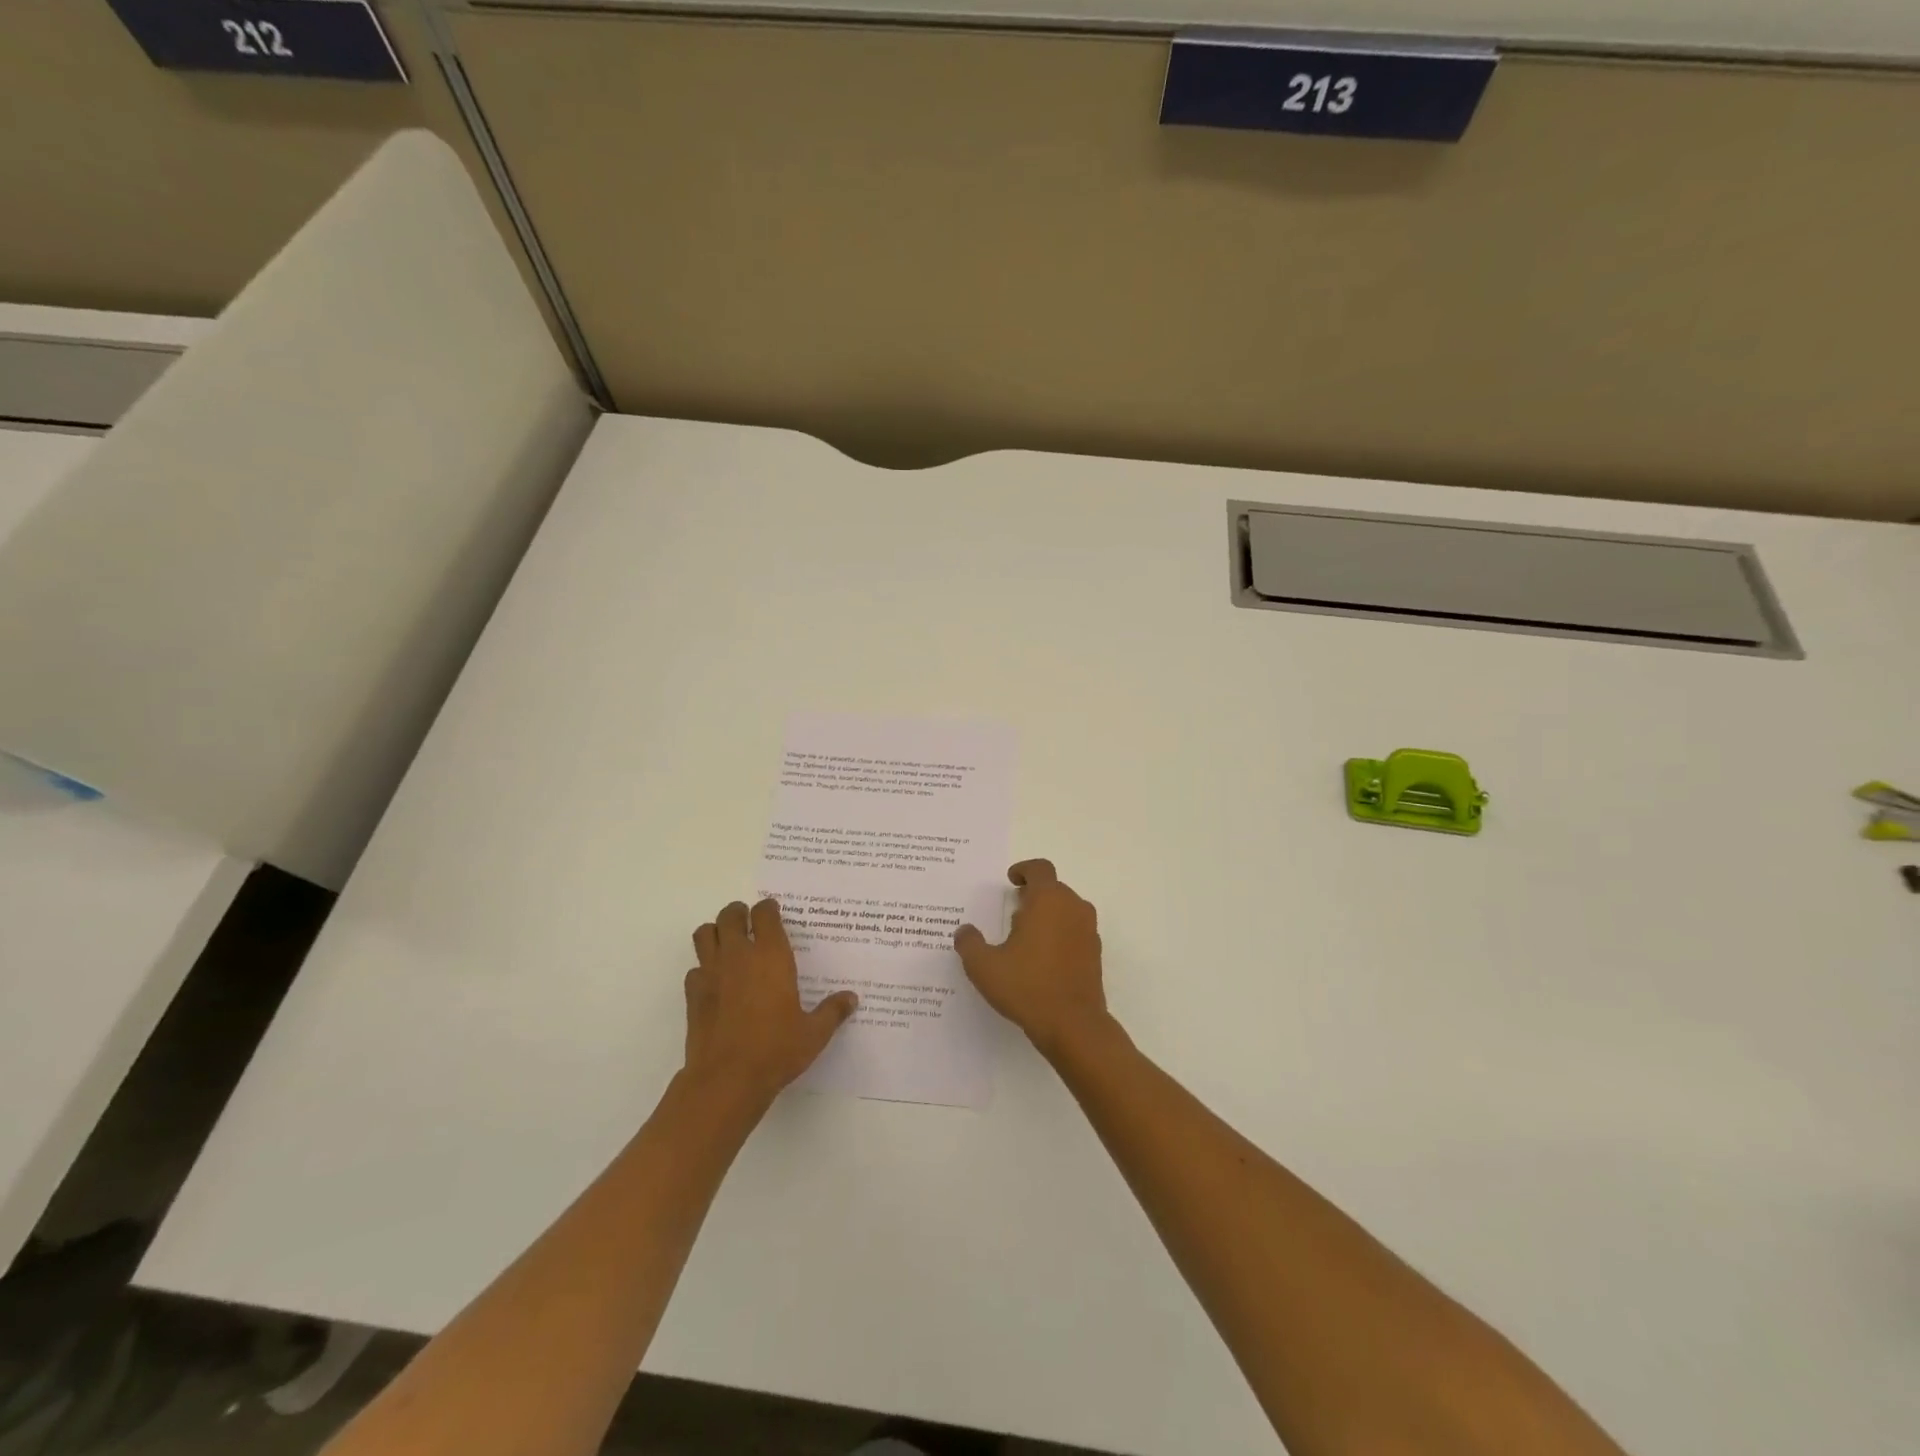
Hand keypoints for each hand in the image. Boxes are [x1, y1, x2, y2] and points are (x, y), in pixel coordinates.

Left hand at [684, 898, 857, 1108]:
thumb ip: (832, 1011)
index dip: (769, 909)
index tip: (774, 913)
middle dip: (739, 914)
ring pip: (705, 934)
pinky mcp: (693, 995)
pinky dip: (703, 968)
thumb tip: (851, 999)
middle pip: (730, 915)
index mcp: (771, 956)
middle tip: (749, 923)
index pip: (765, 914)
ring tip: (728, 944)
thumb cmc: (776, 1050)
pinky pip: (695, 968)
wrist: (726, 1080)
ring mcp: (711, 973)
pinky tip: (716, 983)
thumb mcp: (814, 1033)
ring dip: (716, 932)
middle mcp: (739, 956)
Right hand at [954, 860, 1112, 1058]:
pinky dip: (1060, 934)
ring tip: (1025, 937)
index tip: (1011, 881)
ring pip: (1066, 909)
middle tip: (1012, 911)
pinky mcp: (1095, 953)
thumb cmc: (1027, 986)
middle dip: (1033, 895)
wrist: (1074, 1025)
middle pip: (1054, 888)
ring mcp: (1088, 931)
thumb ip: (970, 943)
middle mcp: (1073, 907)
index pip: (1040, 868)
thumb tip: (965, 931)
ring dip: (1047, 914)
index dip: (1024, 870)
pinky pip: (1075, 931)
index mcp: (1048, 900)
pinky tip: (1042, 959)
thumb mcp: (984, 966)